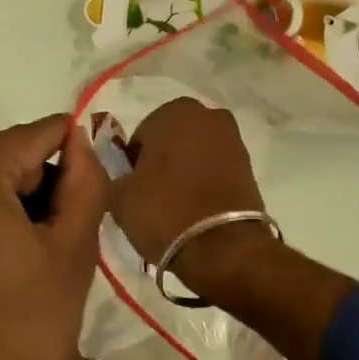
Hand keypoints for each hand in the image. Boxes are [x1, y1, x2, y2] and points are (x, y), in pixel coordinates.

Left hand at [0, 116, 107, 359]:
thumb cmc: (21, 338)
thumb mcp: (72, 254)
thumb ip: (86, 182)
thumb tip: (81, 137)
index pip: (36, 136)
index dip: (72, 158)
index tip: (90, 193)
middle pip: (0, 157)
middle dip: (35, 186)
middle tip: (59, 240)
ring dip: (6, 203)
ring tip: (27, 259)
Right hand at [109, 96, 355, 359]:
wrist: (225, 248)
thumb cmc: (165, 212)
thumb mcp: (119, 196)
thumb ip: (109, 173)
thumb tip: (114, 171)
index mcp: (174, 111)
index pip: (140, 135)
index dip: (132, 165)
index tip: (133, 190)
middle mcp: (208, 115)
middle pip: (170, 141)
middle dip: (161, 163)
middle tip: (152, 198)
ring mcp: (233, 139)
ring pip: (194, 154)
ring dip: (183, 173)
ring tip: (175, 208)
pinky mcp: (248, 166)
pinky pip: (215, 170)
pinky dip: (204, 184)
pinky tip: (196, 210)